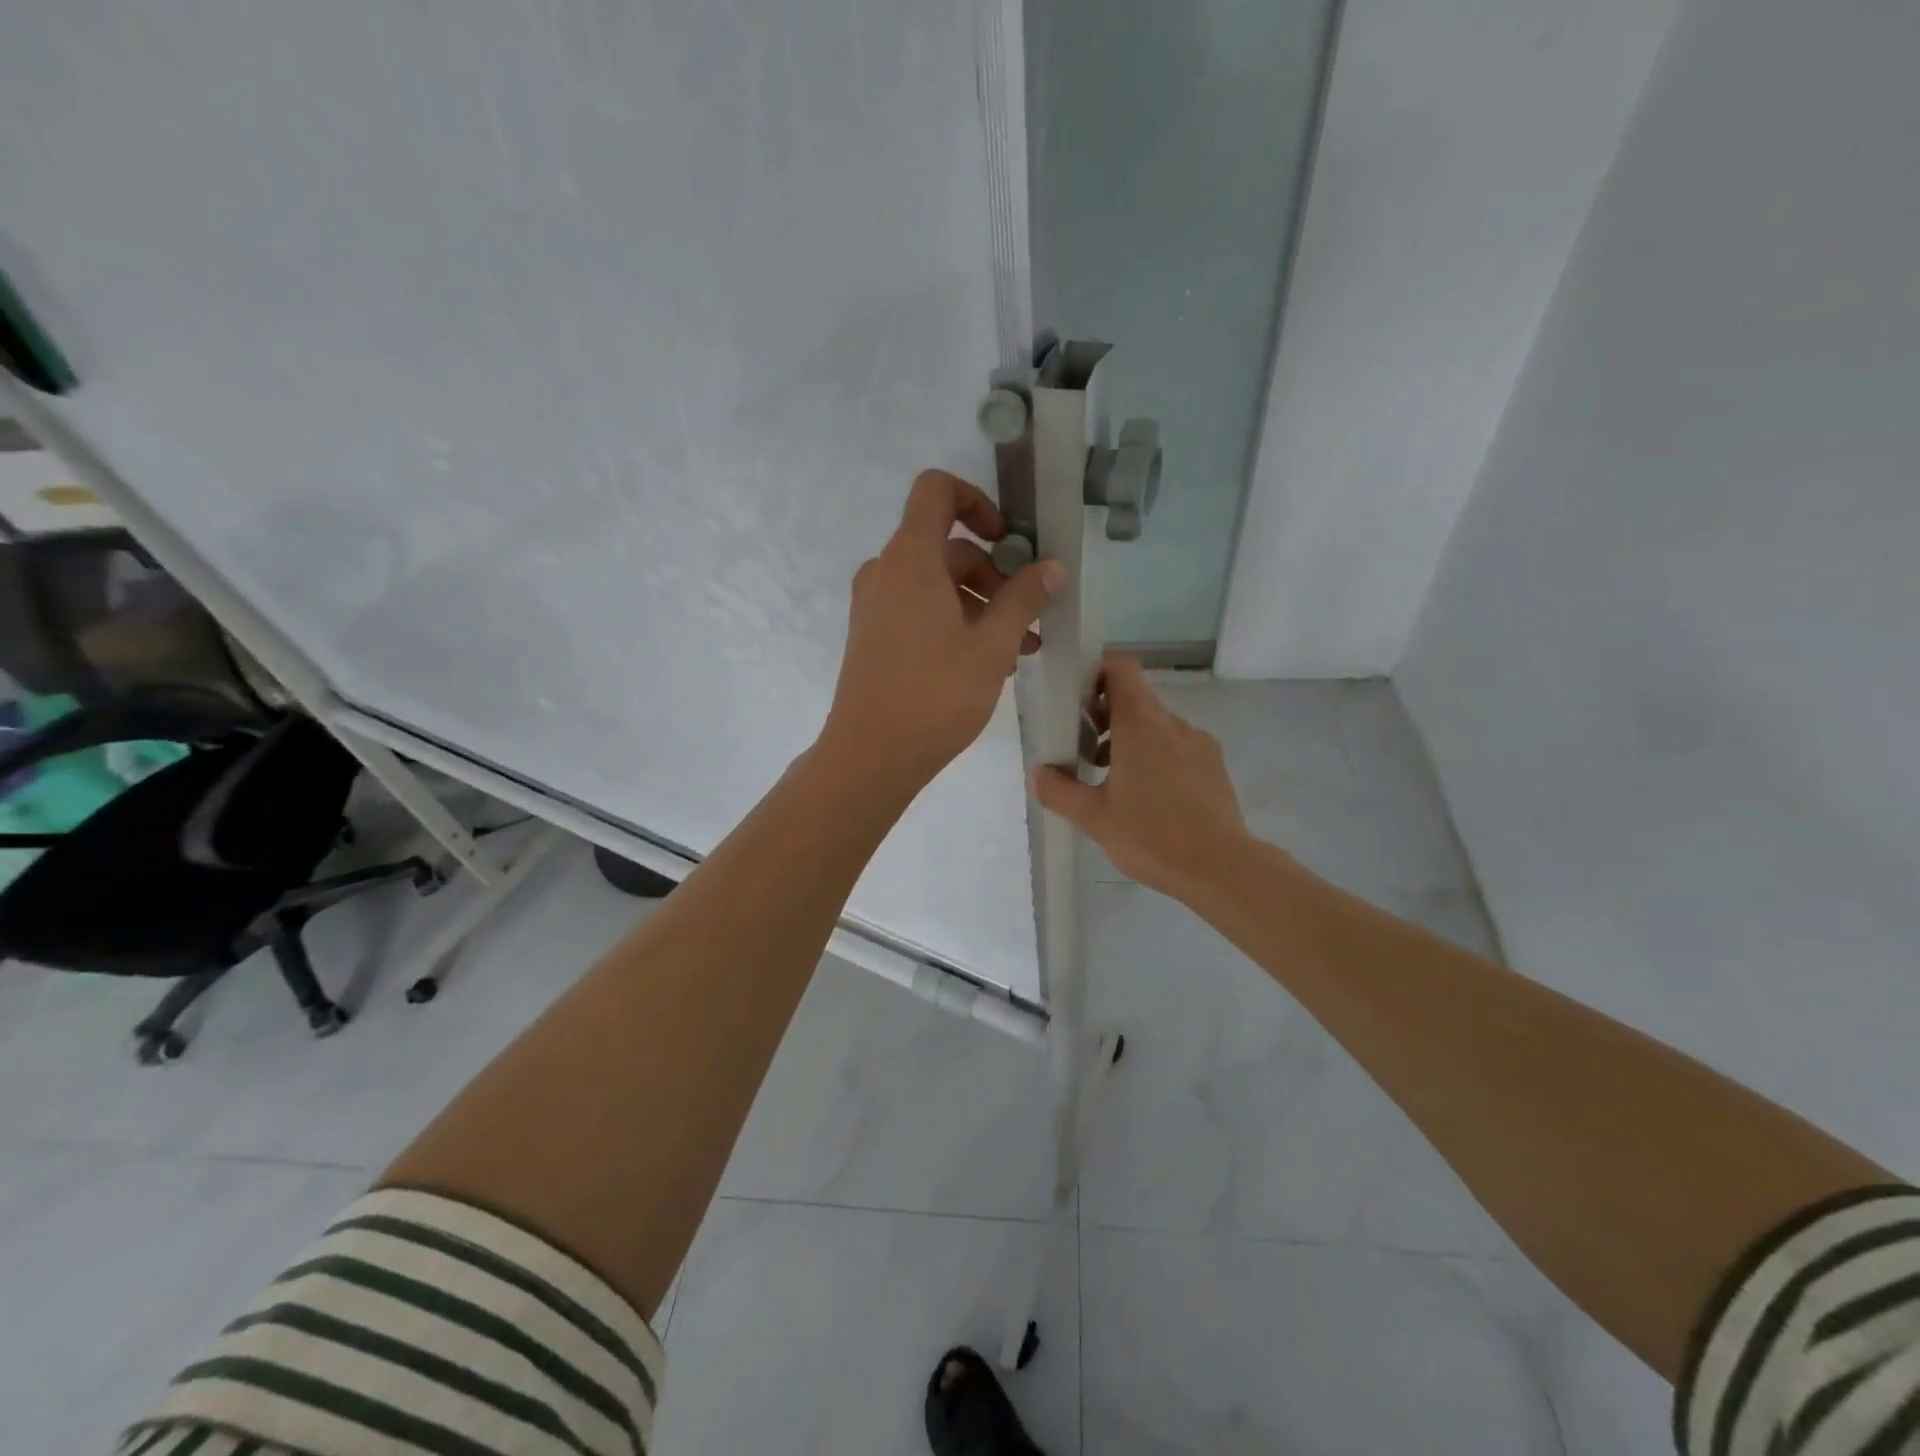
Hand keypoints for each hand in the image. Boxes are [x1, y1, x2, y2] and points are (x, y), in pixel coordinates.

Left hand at [821, 470, 1063, 798]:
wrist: (871, 756)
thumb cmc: (935, 695)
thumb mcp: (992, 645)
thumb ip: (1024, 598)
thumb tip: (1052, 567)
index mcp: (910, 559)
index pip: (937, 490)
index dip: (978, 502)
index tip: (1009, 541)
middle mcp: (886, 572)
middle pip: (947, 547)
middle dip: (994, 575)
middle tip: (1030, 617)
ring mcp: (875, 605)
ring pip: (937, 584)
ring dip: (981, 605)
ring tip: (1019, 649)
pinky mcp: (874, 635)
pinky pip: (919, 610)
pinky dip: (954, 622)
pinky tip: (988, 662)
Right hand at [1032, 654, 1252, 902]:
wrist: (1222, 868)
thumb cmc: (1152, 836)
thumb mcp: (1094, 818)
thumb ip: (1059, 791)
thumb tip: (1039, 772)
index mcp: (1141, 725)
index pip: (1120, 668)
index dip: (1096, 673)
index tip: (1076, 701)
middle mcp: (1172, 724)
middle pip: (1134, 698)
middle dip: (1104, 717)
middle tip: (1083, 752)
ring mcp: (1198, 743)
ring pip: (1156, 726)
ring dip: (1129, 741)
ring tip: (1111, 781)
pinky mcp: (1213, 765)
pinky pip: (1177, 746)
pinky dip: (1156, 757)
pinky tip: (1147, 798)